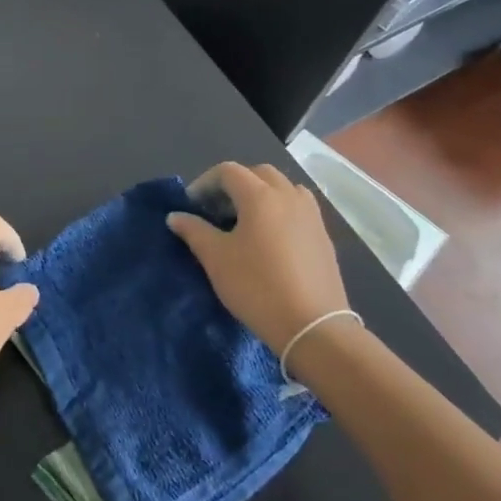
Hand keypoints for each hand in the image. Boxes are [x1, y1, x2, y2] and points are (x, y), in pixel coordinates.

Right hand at [166, 162, 347, 350]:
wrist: (314, 328)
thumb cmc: (257, 286)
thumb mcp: (215, 258)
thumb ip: (193, 230)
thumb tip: (176, 216)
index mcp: (260, 196)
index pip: (228, 171)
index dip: (205, 183)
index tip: (192, 207)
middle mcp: (288, 196)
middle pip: (258, 173)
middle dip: (234, 185)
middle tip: (217, 210)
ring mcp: (311, 216)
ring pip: (283, 188)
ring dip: (261, 194)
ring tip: (246, 221)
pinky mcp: (324, 237)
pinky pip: (298, 209)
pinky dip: (280, 211)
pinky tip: (270, 239)